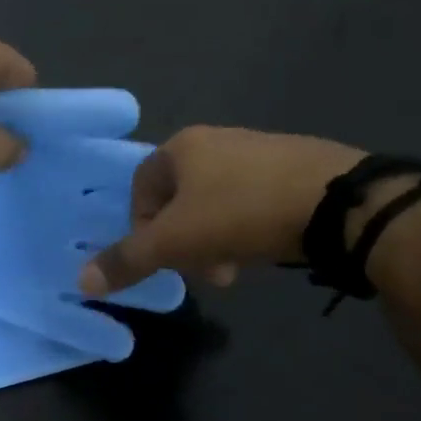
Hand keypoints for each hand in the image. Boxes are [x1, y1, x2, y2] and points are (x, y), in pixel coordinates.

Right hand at [78, 126, 362, 294]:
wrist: (340, 201)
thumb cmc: (240, 214)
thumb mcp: (174, 243)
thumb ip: (127, 260)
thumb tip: (80, 281)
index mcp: (181, 146)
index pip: (140, 188)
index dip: (142, 228)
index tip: (162, 258)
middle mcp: (217, 139)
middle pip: (180, 198)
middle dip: (184, 241)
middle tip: (202, 272)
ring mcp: (261, 149)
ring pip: (217, 201)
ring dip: (215, 239)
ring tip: (236, 268)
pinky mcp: (299, 164)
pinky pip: (255, 198)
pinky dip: (250, 227)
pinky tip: (267, 249)